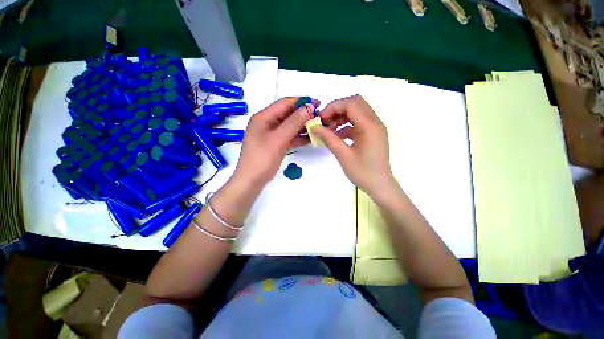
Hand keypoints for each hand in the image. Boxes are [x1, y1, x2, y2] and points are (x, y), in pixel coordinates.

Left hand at [233, 97, 318, 185]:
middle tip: (319, 117)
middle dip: (303, 115)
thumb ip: (294, 122)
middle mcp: (267, 123)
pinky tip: (310, 138)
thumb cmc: (262, 158)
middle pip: (288, 115)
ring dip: (302, 126)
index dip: (301, 101)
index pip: (284, 103)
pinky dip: (298, 137)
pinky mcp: (275, 144)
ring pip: (289, 126)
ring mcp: (271, 134)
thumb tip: (309, 107)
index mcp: (264, 117)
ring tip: (317, 127)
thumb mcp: (279, 138)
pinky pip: (289, 137)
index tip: (317, 103)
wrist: (252, 180)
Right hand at [311, 95, 394, 196]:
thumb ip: (329, 138)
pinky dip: (346, 126)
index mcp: (370, 126)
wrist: (380, 186)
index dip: (333, 107)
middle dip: (337, 110)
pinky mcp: (372, 134)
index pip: (351, 104)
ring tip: (329, 131)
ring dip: (341, 117)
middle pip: (355, 104)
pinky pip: (358, 123)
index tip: (320, 119)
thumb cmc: (363, 172)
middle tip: (324, 122)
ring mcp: (375, 128)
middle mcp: (375, 122)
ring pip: (356, 112)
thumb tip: (314, 127)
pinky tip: (337, 136)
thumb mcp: (343, 155)